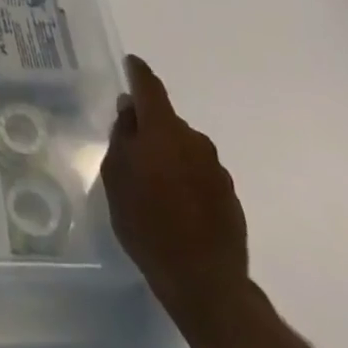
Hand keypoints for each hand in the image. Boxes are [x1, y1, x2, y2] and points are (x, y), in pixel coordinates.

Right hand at [101, 54, 250, 324]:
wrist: (206, 284)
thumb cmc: (148, 224)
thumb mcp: (117, 177)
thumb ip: (122, 136)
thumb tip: (130, 110)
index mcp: (163, 129)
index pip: (149, 86)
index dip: (138, 72)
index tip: (131, 63)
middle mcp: (194, 139)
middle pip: (167, 121)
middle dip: (150, 128)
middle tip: (132, 151)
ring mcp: (217, 168)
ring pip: (184, 149)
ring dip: (169, 156)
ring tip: (154, 186)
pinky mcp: (230, 197)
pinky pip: (200, 174)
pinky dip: (186, 179)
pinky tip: (177, 206)